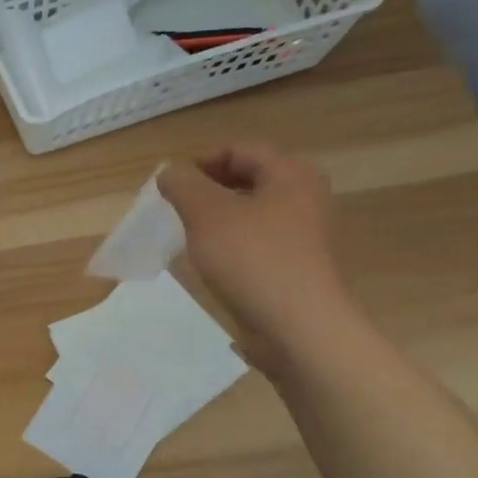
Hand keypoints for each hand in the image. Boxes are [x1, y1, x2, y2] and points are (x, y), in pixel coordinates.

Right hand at [157, 142, 359, 368]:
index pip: (241, 150)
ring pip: (255, 211)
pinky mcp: (300, 265)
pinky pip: (261, 240)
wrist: (298, 327)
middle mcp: (307, 197)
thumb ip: (183, 185)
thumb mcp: (205, 214)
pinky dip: (235, 242)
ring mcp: (308, 233)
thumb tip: (170, 173)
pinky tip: (215, 262)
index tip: (172, 185)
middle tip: (179, 207)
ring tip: (192, 235)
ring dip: (221, 217)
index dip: (202, 161)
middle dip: (211, 189)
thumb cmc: (252, 259)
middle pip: (251, 178)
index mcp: (291, 174)